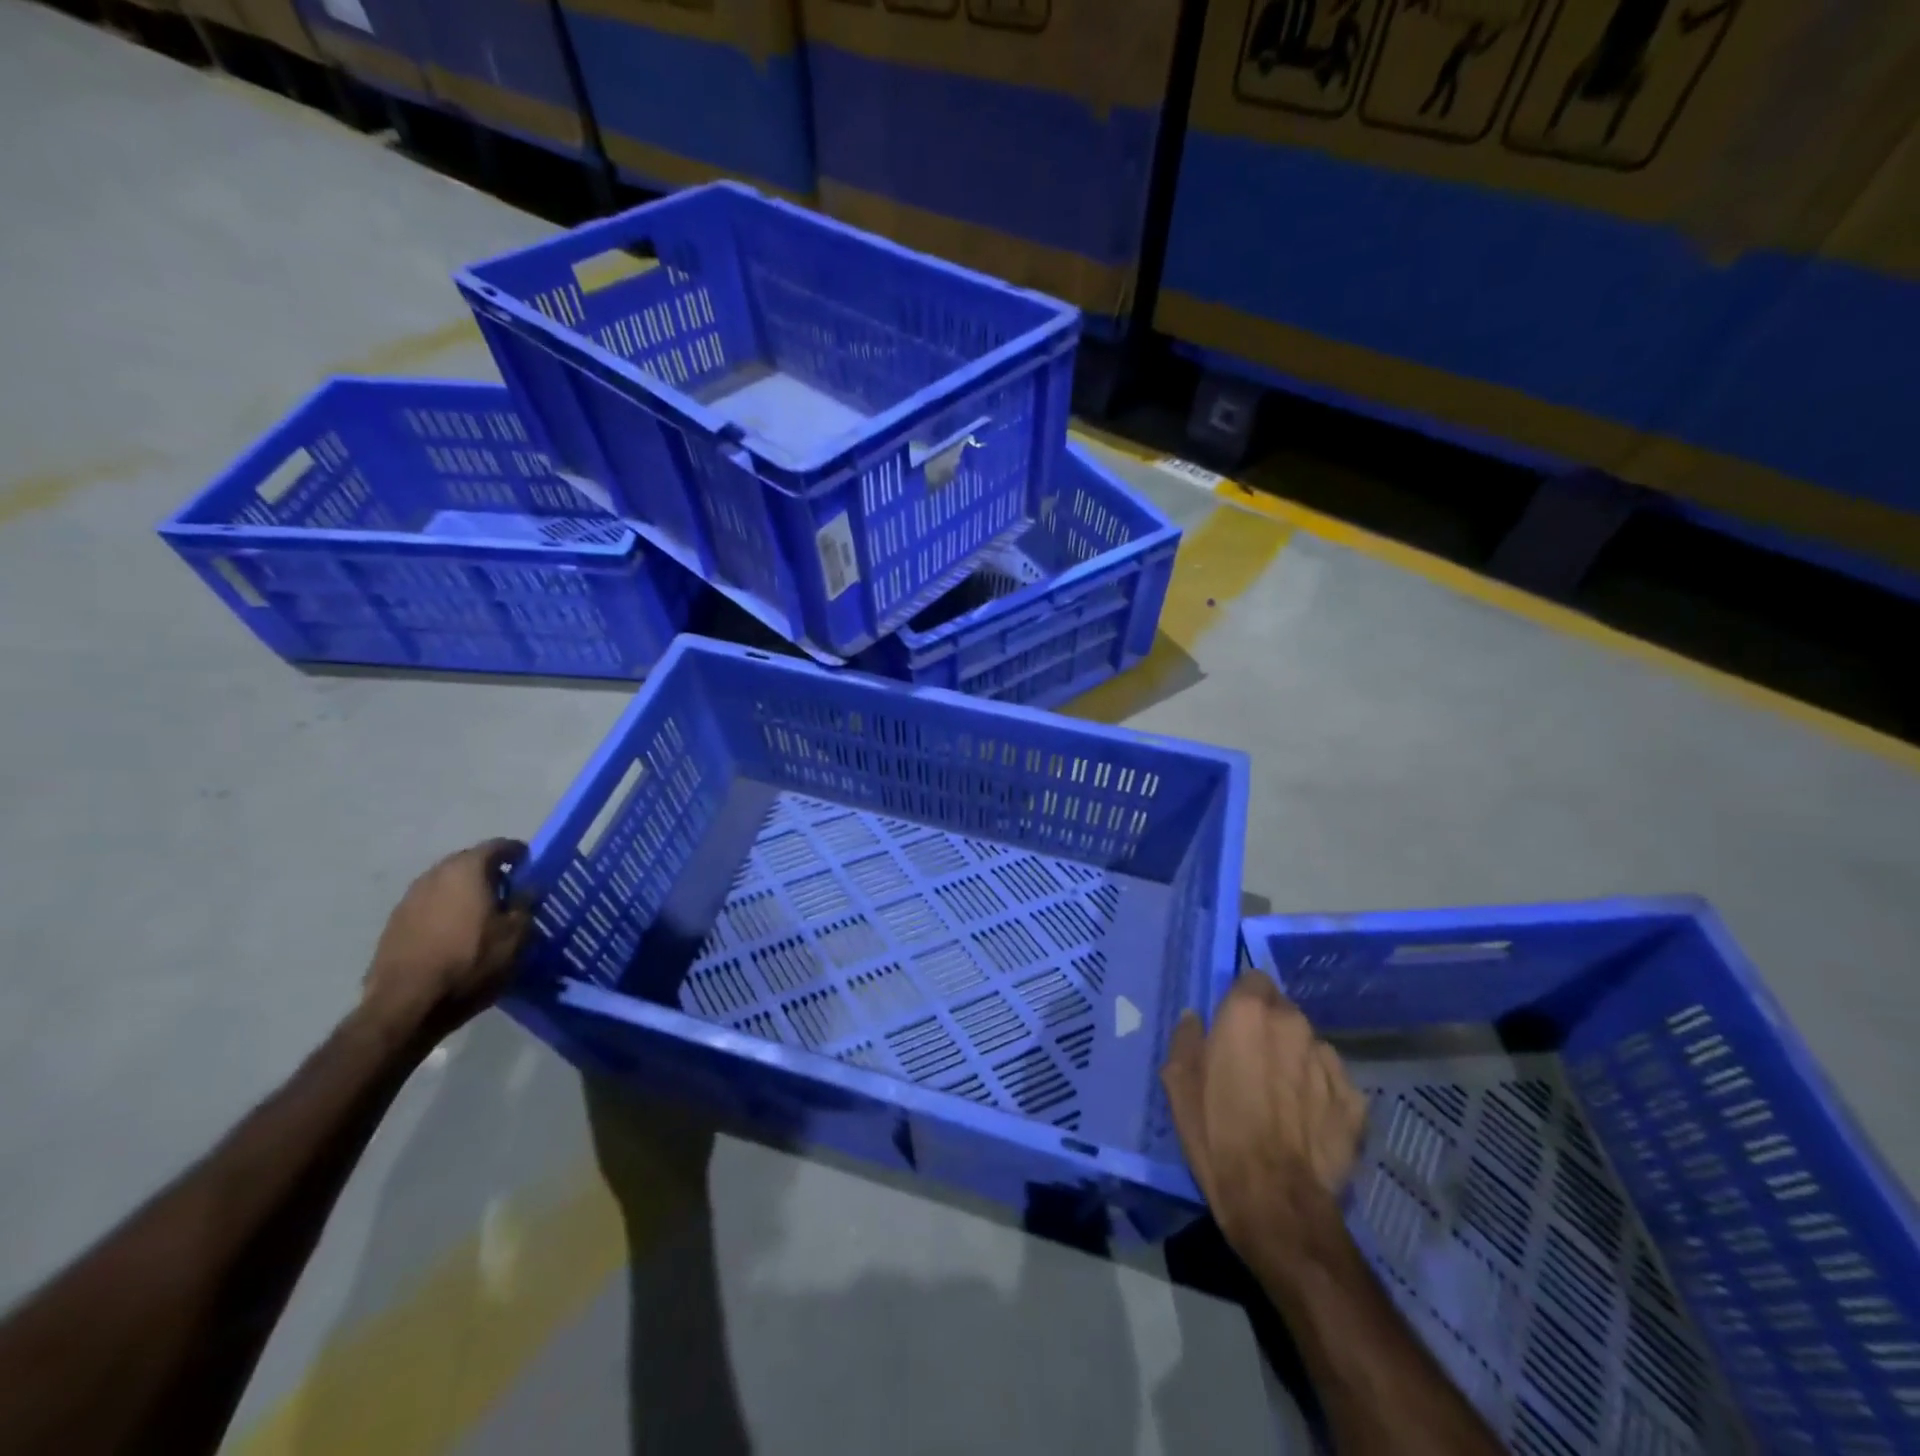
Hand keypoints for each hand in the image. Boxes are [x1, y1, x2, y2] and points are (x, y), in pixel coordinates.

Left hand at [363, 839, 530, 1039]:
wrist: (406, 1005)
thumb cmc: (470, 962)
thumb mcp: (516, 935)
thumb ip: (526, 903)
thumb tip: (528, 886)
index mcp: (466, 870)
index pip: (498, 846)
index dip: (518, 853)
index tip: (531, 866)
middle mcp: (434, 875)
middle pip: (468, 862)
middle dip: (490, 872)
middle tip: (510, 891)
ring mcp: (409, 899)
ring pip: (447, 884)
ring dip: (466, 892)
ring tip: (483, 915)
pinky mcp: (394, 924)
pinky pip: (430, 905)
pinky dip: (447, 911)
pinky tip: (456, 934)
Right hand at [1161, 972, 1367, 1252]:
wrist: (1274, 1200)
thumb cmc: (1216, 1131)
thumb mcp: (1179, 1081)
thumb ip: (1187, 1039)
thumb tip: (1195, 1019)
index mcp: (1248, 1012)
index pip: (1253, 978)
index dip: (1242, 998)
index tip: (1232, 1023)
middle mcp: (1294, 1024)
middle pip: (1283, 1010)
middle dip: (1269, 1027)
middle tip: (1253, 1061)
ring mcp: (1330, 1062)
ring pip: (1310, 1045)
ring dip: (1296, 1058)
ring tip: (1282, 1096)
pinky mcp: (1356, 1100)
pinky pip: (1333, 1082)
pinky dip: (1321, 1092)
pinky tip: (1307, 1121)